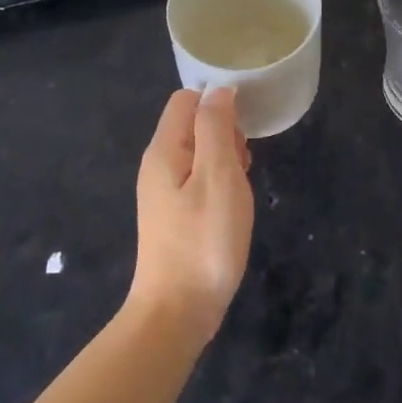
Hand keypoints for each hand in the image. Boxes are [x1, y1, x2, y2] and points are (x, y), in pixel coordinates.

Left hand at [130, 87, 254, 342]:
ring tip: (241, 188)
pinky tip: (232, 206)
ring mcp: (163, 192)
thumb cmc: (203, 240)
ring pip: (200, 153)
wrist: (177, 312)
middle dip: (225, 133)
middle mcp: (158, 165)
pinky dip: (220, 183)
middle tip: (243, 166)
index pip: (186, 99)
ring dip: (226, 160)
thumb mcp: (217, 176)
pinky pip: (199, 180)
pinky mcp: (174, 215)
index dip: (218, 103)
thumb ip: (215, 127)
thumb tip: (218, 90)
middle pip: (193, 124)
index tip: (243, 130)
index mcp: (164, 150)